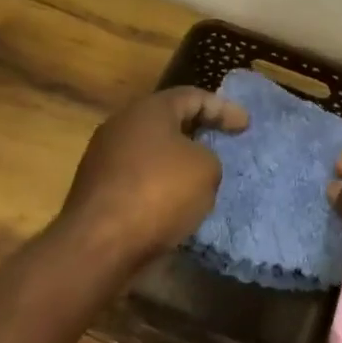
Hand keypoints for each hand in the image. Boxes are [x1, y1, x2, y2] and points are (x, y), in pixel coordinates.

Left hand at [56, 87, 246, 269]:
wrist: (98, 245)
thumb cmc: (158, 193)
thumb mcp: (206, 170)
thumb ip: (208, 158)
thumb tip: (193, 165)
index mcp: (149, 109)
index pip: (193, 96)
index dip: (223, 108)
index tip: (246, 125)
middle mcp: (121, 125)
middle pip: (167, 121)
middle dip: (196, 131)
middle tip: (221, 142)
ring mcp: (103, 158)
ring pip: (150, 151)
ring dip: (175, 161)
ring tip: (200, 177)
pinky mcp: (95, 191)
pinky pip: (137, 179)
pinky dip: (158, 185)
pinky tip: (174, 203)